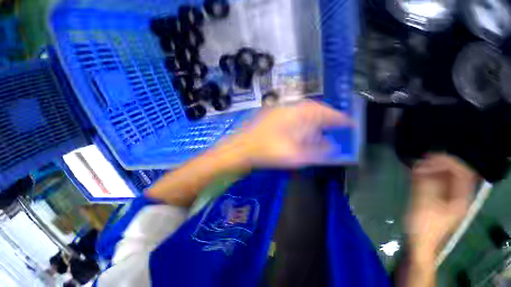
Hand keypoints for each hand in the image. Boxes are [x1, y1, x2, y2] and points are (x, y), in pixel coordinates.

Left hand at [226, 100, 350, 167]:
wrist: (240, 149)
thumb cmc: (266, 152)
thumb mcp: (294, 155)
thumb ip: (315, 151)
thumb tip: (330, 146)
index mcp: (295, 114)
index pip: (323, 112)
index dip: (338, 117)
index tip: (349, 123)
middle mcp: (287, 108)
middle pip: (313, 109)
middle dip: (325, 117)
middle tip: (335, 125)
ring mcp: (277, 111)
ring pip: (302, 112)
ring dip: (313, 119)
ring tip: (321, 128)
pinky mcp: (271, 117)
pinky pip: (292, 116)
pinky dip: (301, 122)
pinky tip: (301, 130)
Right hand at [406, 154, 478, 262]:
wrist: (420, 242)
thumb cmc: (424, 226)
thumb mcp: (423, 205)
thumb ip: (424, 184)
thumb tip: (421, 165)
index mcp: (460, 199)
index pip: (462, 173)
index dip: (449, 162)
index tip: (431, 156)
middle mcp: (458, 196)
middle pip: (454, 173)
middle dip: (439, 164)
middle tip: (422, 159)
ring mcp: (448, 198)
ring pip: (444, 177)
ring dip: (432, 169)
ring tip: (417, 165)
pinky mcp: (438, 199)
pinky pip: (436, 182)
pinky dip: (428, 175)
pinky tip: (417, 172)